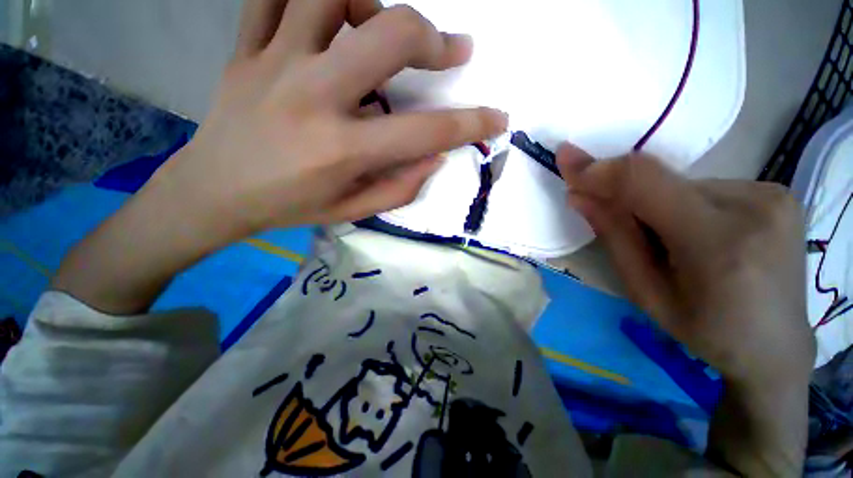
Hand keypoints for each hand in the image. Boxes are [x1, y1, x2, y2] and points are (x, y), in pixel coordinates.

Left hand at [52, 0, 505, 314]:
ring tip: (383, 25)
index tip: (497, 118)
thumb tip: (437, 157)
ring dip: (372, 1)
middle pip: (390, 34)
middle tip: (453, 50)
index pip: (426, 132)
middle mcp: (314, 97)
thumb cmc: (290, 207)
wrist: (215, 191)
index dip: (471, 123)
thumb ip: (401, 186)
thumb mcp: (353, 211)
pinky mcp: (245, 48)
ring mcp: (274, 63)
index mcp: (343, 150)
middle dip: (434, 39)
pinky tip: (330, 16)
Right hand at [556, 146, 813, 474]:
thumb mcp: (645, 292)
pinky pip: (707, 187)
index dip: (600, 170)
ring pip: (682, 184)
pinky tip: (701, 236)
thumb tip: (579, 196)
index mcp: (717, 244)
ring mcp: (773, 194)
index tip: (567, 159)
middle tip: (618, 224)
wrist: (776, 346)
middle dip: (627, 197)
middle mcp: (753, 206)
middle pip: (661, 182)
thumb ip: (614, 237)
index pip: (645, 184)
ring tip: (673, 243)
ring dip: (658, 205)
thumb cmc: (705, 330)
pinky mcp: (779, 191)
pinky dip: (686, 204)